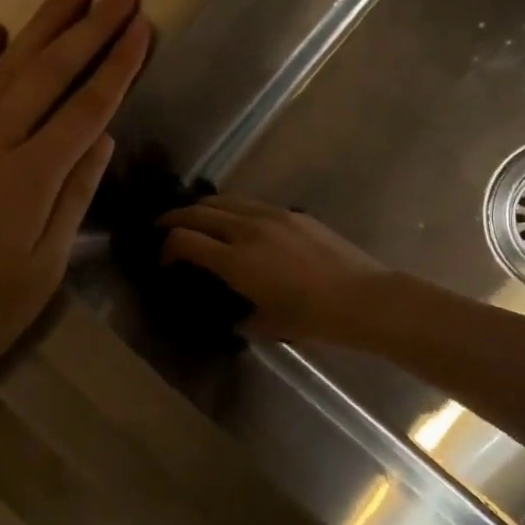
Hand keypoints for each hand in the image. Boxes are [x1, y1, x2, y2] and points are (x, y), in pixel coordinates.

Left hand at [0, 0, 150, 370]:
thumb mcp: (46, 265)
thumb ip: (75, 195)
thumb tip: (102, 136)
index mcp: (31, 176)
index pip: (86, 108)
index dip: (118, 66)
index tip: (142, 29)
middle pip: (50, 73)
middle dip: (90, 29)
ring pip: (6, 67)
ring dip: (41, 25)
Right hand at [159, 197, 385, 344]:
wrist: (361, 298)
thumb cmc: (312, 318)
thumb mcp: (266, 324)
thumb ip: (240, 314)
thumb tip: (232, 312)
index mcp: (236, 261)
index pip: (184, 240)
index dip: (166, 248)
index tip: (164, 261)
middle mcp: (247, 230)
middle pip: (198, 212)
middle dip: (174, 219)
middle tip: (163, 229)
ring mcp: (271, 216)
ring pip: (224, 200)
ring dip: (203, 209)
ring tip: (196, 220)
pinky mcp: (291, 213)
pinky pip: (250, 204)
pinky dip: (232, 209)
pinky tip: (237, 223)